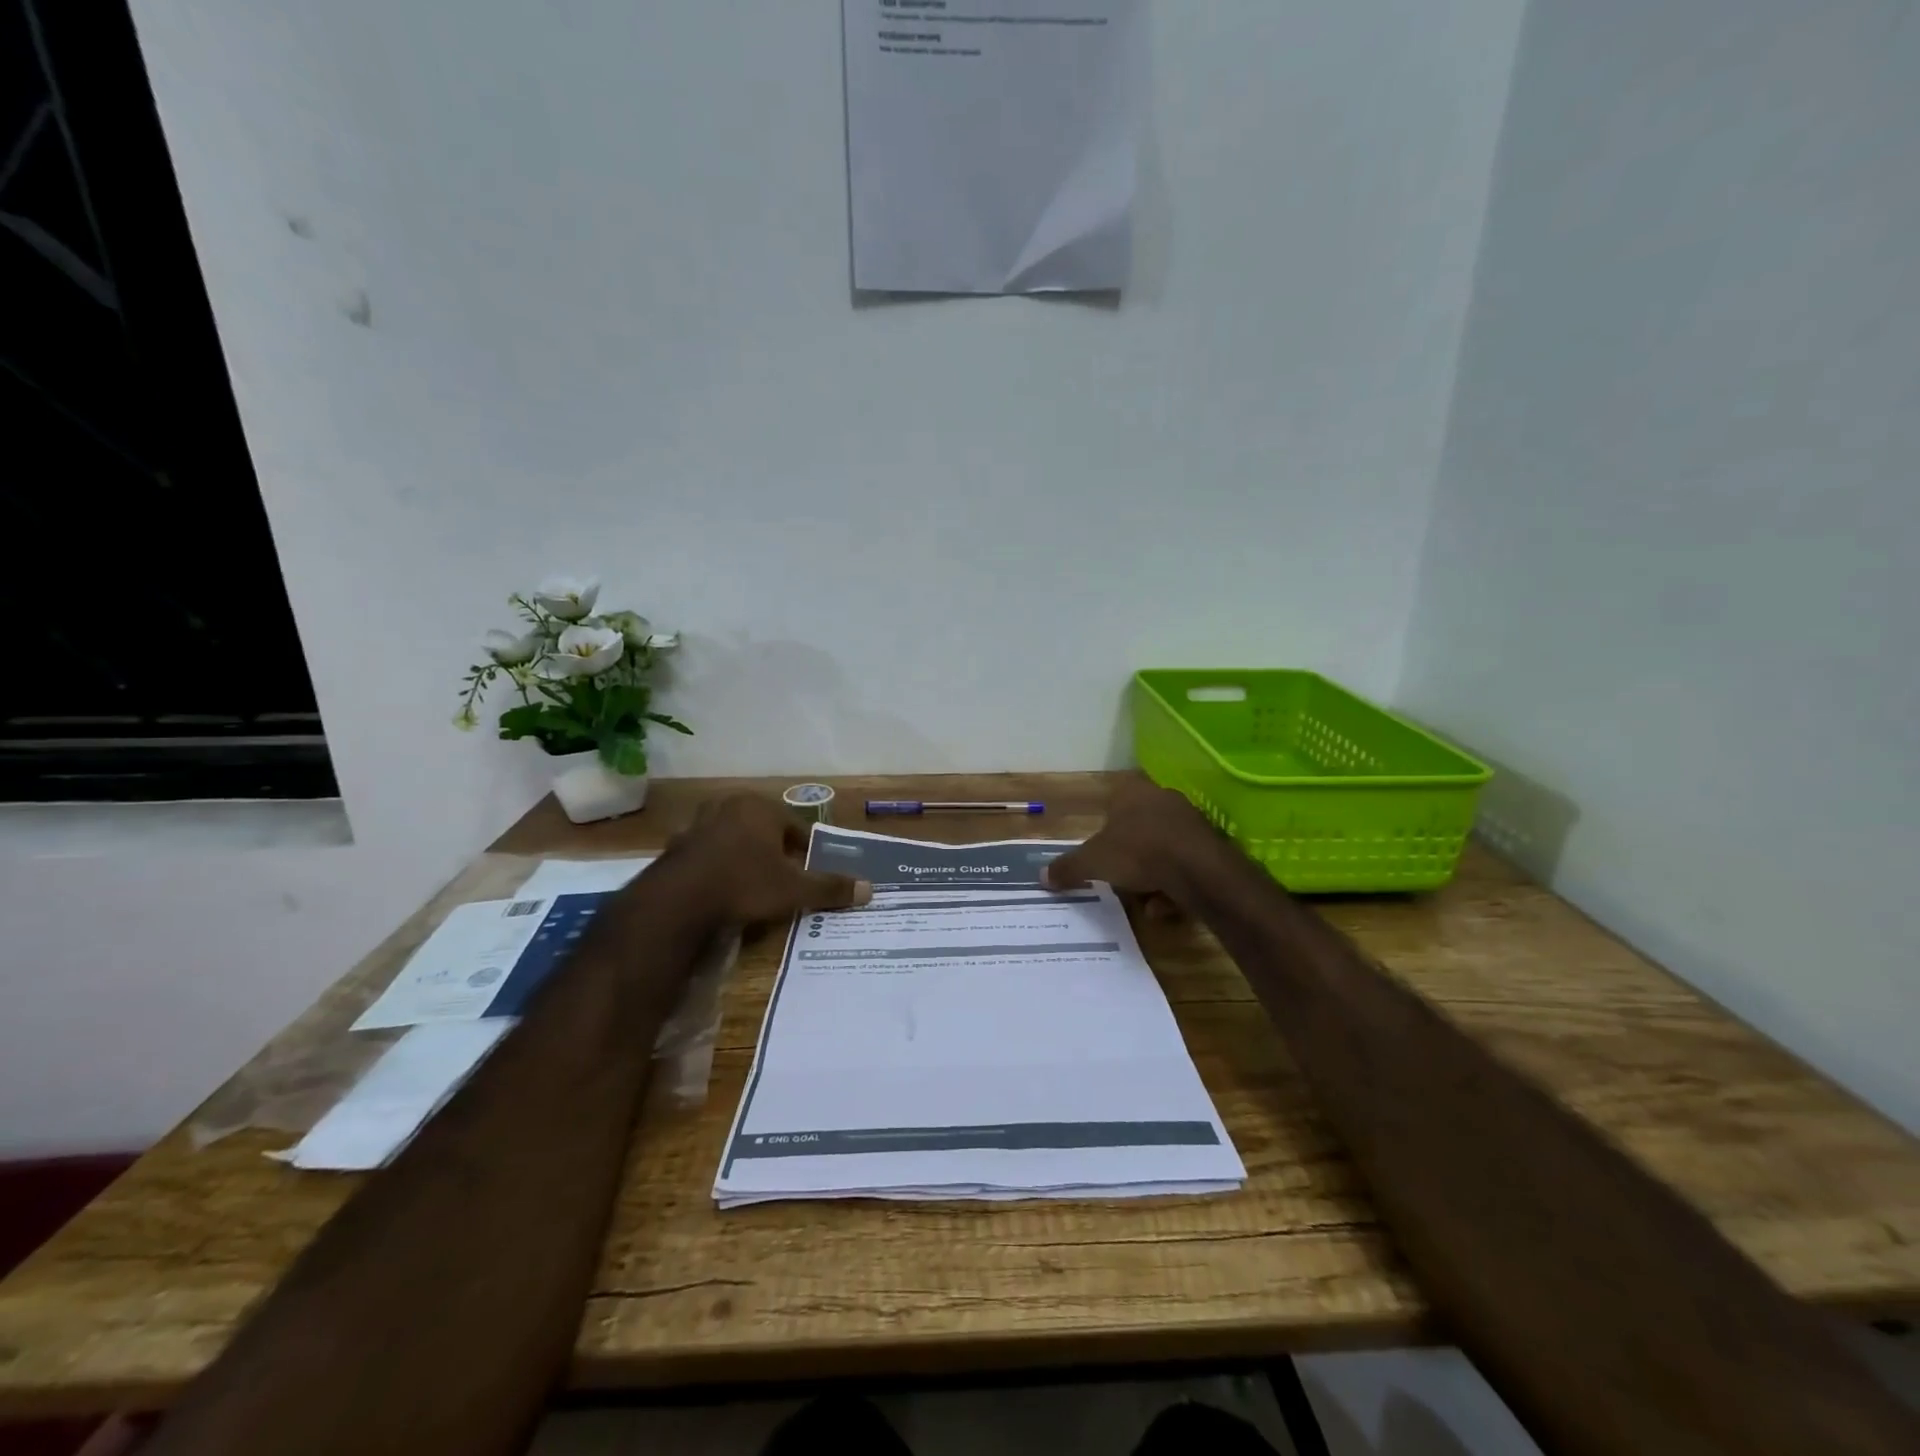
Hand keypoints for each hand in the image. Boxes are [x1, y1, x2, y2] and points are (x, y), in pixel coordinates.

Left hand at [667, 793, 871, 924]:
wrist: (679, 900)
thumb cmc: (745, 883)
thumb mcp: (793, 889)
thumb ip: (829, 887)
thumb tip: (870, 889)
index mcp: (761, 807)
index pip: (794, 825)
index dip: (804, 850)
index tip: (807, 871)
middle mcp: (729, 805)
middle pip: (763, 828)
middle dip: (773, 850)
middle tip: (781, 877)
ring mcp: (698, 823)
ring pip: (733, 838)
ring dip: (744, 855)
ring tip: (751, 883)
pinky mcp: (676, 845)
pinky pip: (707, 853)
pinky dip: (717, 866)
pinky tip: (722, 889)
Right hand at [1042, 777, 1222, 910]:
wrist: (1198, 870)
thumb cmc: (1138, 852)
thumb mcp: (1092, 862)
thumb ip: (1068, 867)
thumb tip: (1041, 875)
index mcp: (1131, 792)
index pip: (1112, 802)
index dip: (1104, 829)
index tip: (1100, 853)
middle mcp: (1162, 799)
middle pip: (1137, 827)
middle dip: (1128, 855)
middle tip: (1117, 876)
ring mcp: (1189, 820)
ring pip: (1161, 849)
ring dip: (1151, 875)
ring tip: (1143, 900)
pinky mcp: (1209, 845)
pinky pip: (1183, 865)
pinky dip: (1172, 885)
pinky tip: (1163, 906)